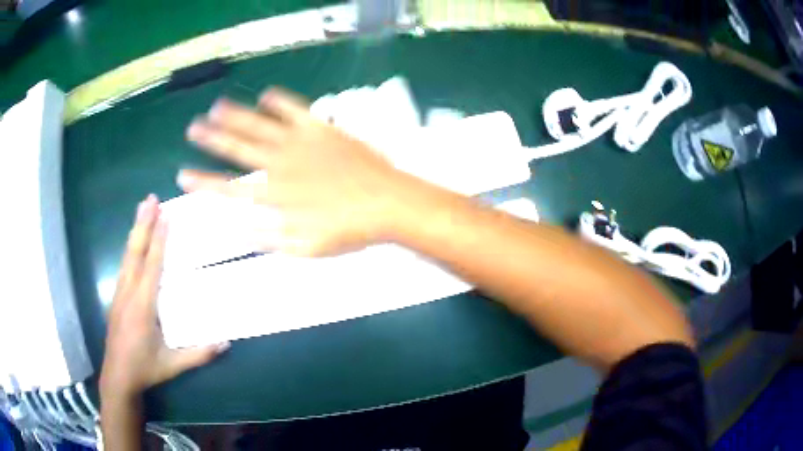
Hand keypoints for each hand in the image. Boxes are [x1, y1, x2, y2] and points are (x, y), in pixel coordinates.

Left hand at [100, 195, 228, 398]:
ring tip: (142, 209)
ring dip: (135, 231)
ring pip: (126, 256)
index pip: (151, 267)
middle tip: (150, 199)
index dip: (159, 241)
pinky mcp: (116, 298)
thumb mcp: (173, 365)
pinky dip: (130, 247)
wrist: (118, 377)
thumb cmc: (145, 369)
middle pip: (135, 252)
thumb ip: (198, 354)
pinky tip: (133, 241)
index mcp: (142, 307)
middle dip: (143, 224)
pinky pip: (124, 265)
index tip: (165, 217)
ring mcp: (119, 294)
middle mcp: (128, 294)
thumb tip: (226, 342)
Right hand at [179, 88, 425, 256]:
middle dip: (211, 139)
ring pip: (258, 125)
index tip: (183, 175)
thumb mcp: (304, 248)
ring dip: (235, 115)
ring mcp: (299, 143)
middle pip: (236, 149)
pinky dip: (279, 101)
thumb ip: (267, 239)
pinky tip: (265, 95)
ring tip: (216, 107)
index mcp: (274, 196)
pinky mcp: (321, 129)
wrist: (387, 204)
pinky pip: (294, 110)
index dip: (203, 183)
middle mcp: (279, 165)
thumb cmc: (348, 231)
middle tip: (193, 128)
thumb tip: (236, 230)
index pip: (228, 189)